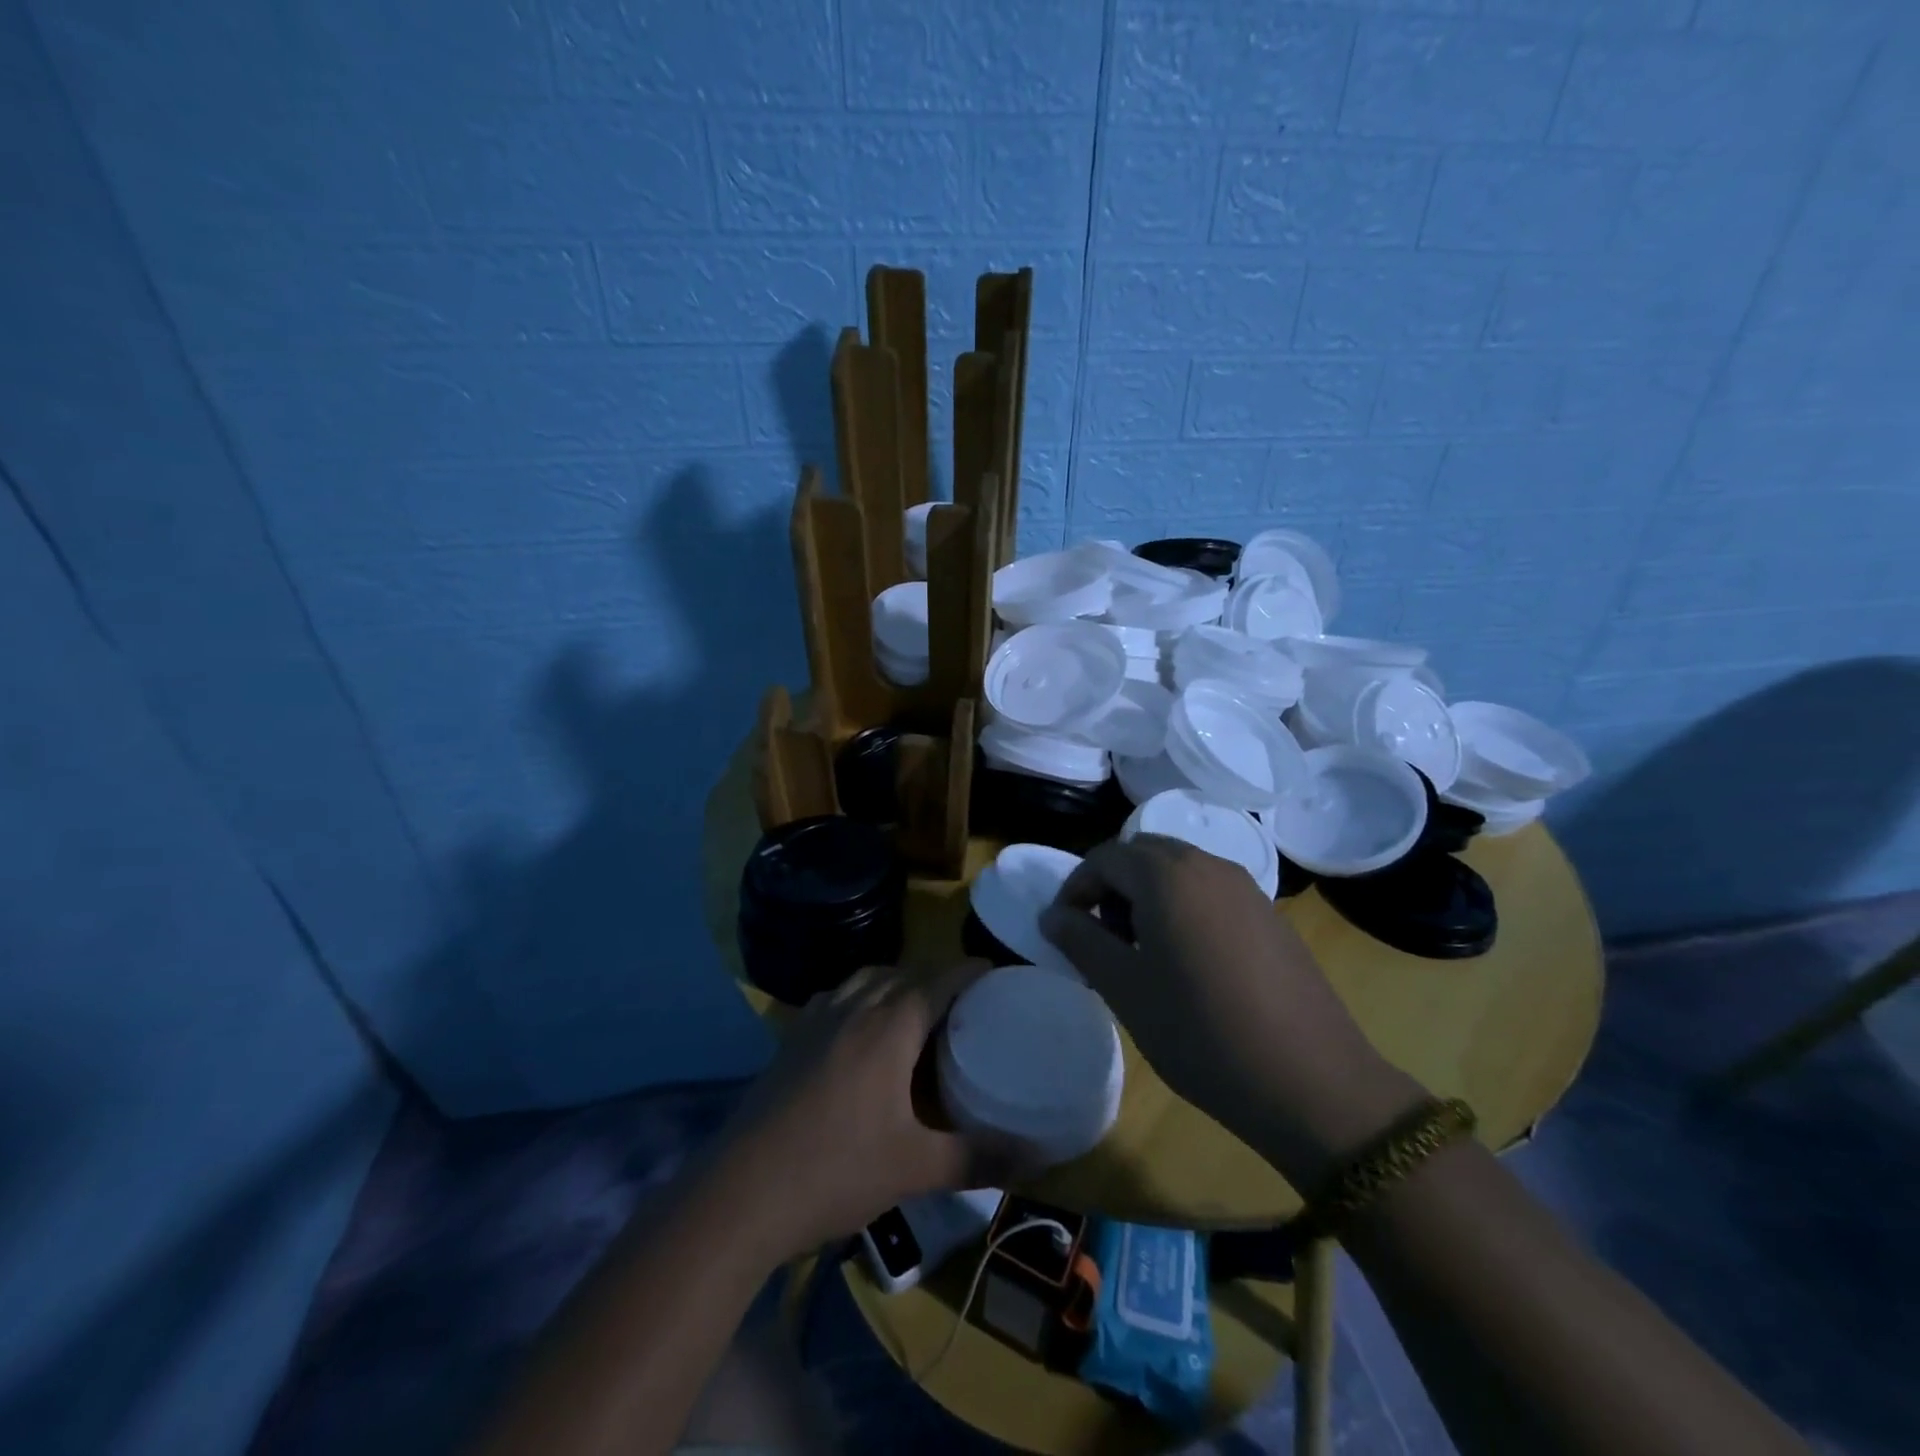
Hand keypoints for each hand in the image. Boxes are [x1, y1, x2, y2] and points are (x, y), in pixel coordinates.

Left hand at [717, 962, 1005, 1258]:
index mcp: (890, 1025)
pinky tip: (860, 1032)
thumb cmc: (836, 1171)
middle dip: (938, 978)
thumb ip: (980, 1157)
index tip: (998, 976)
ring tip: (917, 1014)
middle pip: (905, 973)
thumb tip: (1042, 1155)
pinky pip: (836, 998)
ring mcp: (816, 1019)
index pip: (941, 978)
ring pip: (866, 980)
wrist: (740, 1194)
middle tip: (966, 1005)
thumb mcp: (916, 1168)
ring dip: (897, 984)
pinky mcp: (790, 1038)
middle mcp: (854, 1007)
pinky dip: (860, 998)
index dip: (972, 971)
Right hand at [1041, 836, 1424, 1189]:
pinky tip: (1189, 962)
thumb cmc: (1200, 1032)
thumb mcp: (1125, 988)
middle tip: (1101, 938)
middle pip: (1142, 854)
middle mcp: (1207, 865)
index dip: (1074, 888)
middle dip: (1111, 886)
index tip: (1063, 930)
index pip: (1104, 858)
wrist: (1311, 1081)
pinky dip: (1182, 906)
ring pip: (1178, 869)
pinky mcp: (1269, 913)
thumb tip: (1052, 914)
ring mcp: (1245, 887)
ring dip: (1147, 895)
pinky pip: (1209, 890)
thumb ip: (1081, 941)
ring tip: (1142, 953)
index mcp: (1166, 875)